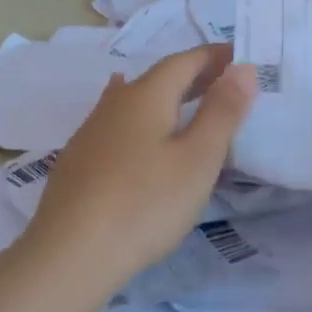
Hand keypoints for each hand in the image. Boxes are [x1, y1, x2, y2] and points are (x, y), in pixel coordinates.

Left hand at [23, 45, 256, 289]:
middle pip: (158, 78)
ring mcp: (90, 132)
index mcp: (146, 96)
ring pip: (134, 100)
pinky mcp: (78, 161)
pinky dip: (139, 118)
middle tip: (224, 83)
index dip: (214, 56)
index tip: (241, 57)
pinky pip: (117, 123)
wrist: (69, 254)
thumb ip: (222, 112)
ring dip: (165, 97)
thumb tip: (242, 67)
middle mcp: (114, 104)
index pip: (185, 61)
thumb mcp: (197, 159)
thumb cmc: (145, 204)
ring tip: (186, 100)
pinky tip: (131, 126)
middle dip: (193, 76)